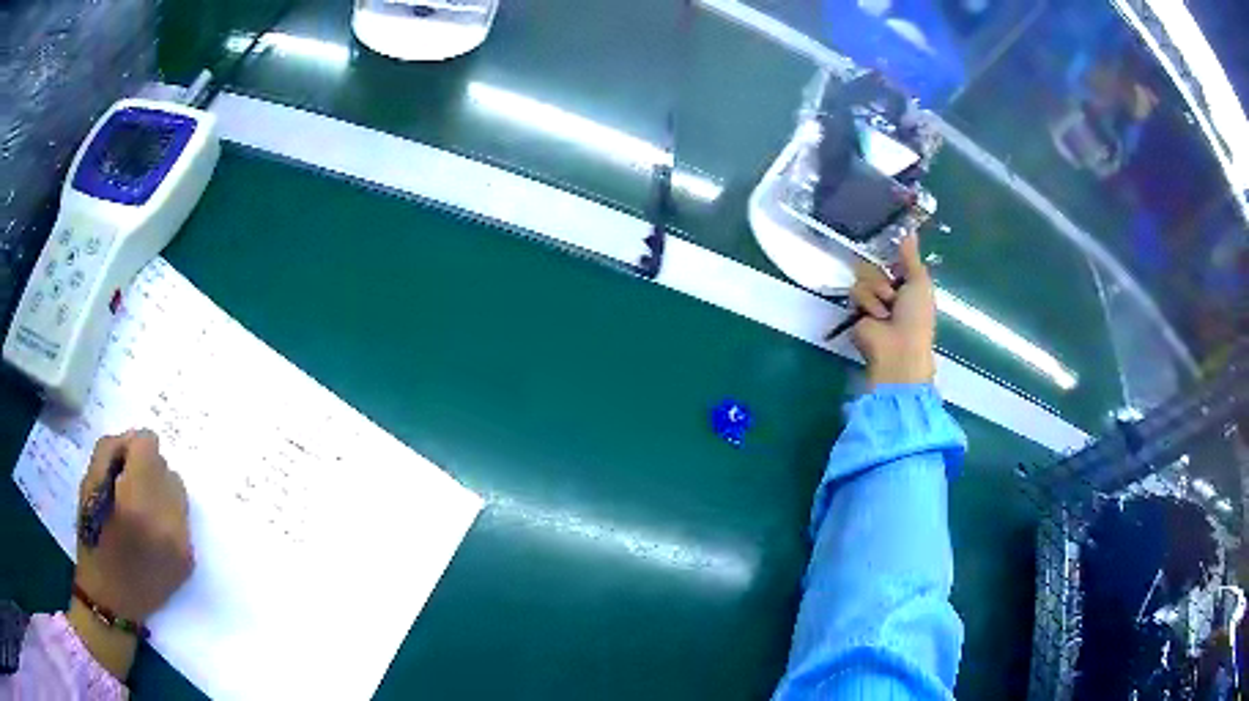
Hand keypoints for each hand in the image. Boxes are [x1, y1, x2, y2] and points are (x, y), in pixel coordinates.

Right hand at [70, 431, 192, 678]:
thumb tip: (132, 441)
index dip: (131, 448)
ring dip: (159, 492)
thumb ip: (109, 452)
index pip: (149, 444)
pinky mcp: (190, 560)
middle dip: (146, 470)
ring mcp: (182, 543)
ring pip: (177, 491)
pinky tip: (149, 534)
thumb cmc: (93, 542)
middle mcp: (166, 522)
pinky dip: (167, 517)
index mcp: (136, 502)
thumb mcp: (88, 486)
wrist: (113, 604)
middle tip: (127, 490)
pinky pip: (182, 519)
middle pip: (164, 466)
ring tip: (139, 511)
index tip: (120, 465)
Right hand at [848, 234, 935, 387]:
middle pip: (874, 265)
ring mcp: (871, 300)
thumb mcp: (920, 282)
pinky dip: (869, 302)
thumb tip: (909, 229)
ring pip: (864, 276)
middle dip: (883, 277)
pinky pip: (856, 291)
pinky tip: (877, 317)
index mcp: (907, 285)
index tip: (893, 250)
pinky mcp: (856, 309)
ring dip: (877, 291)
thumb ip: (911, 256)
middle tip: (893, 292)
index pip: (893, 260)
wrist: (899, 348)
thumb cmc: (917, 316)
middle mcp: (888, 291)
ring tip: (887, 309)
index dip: (892, 257)